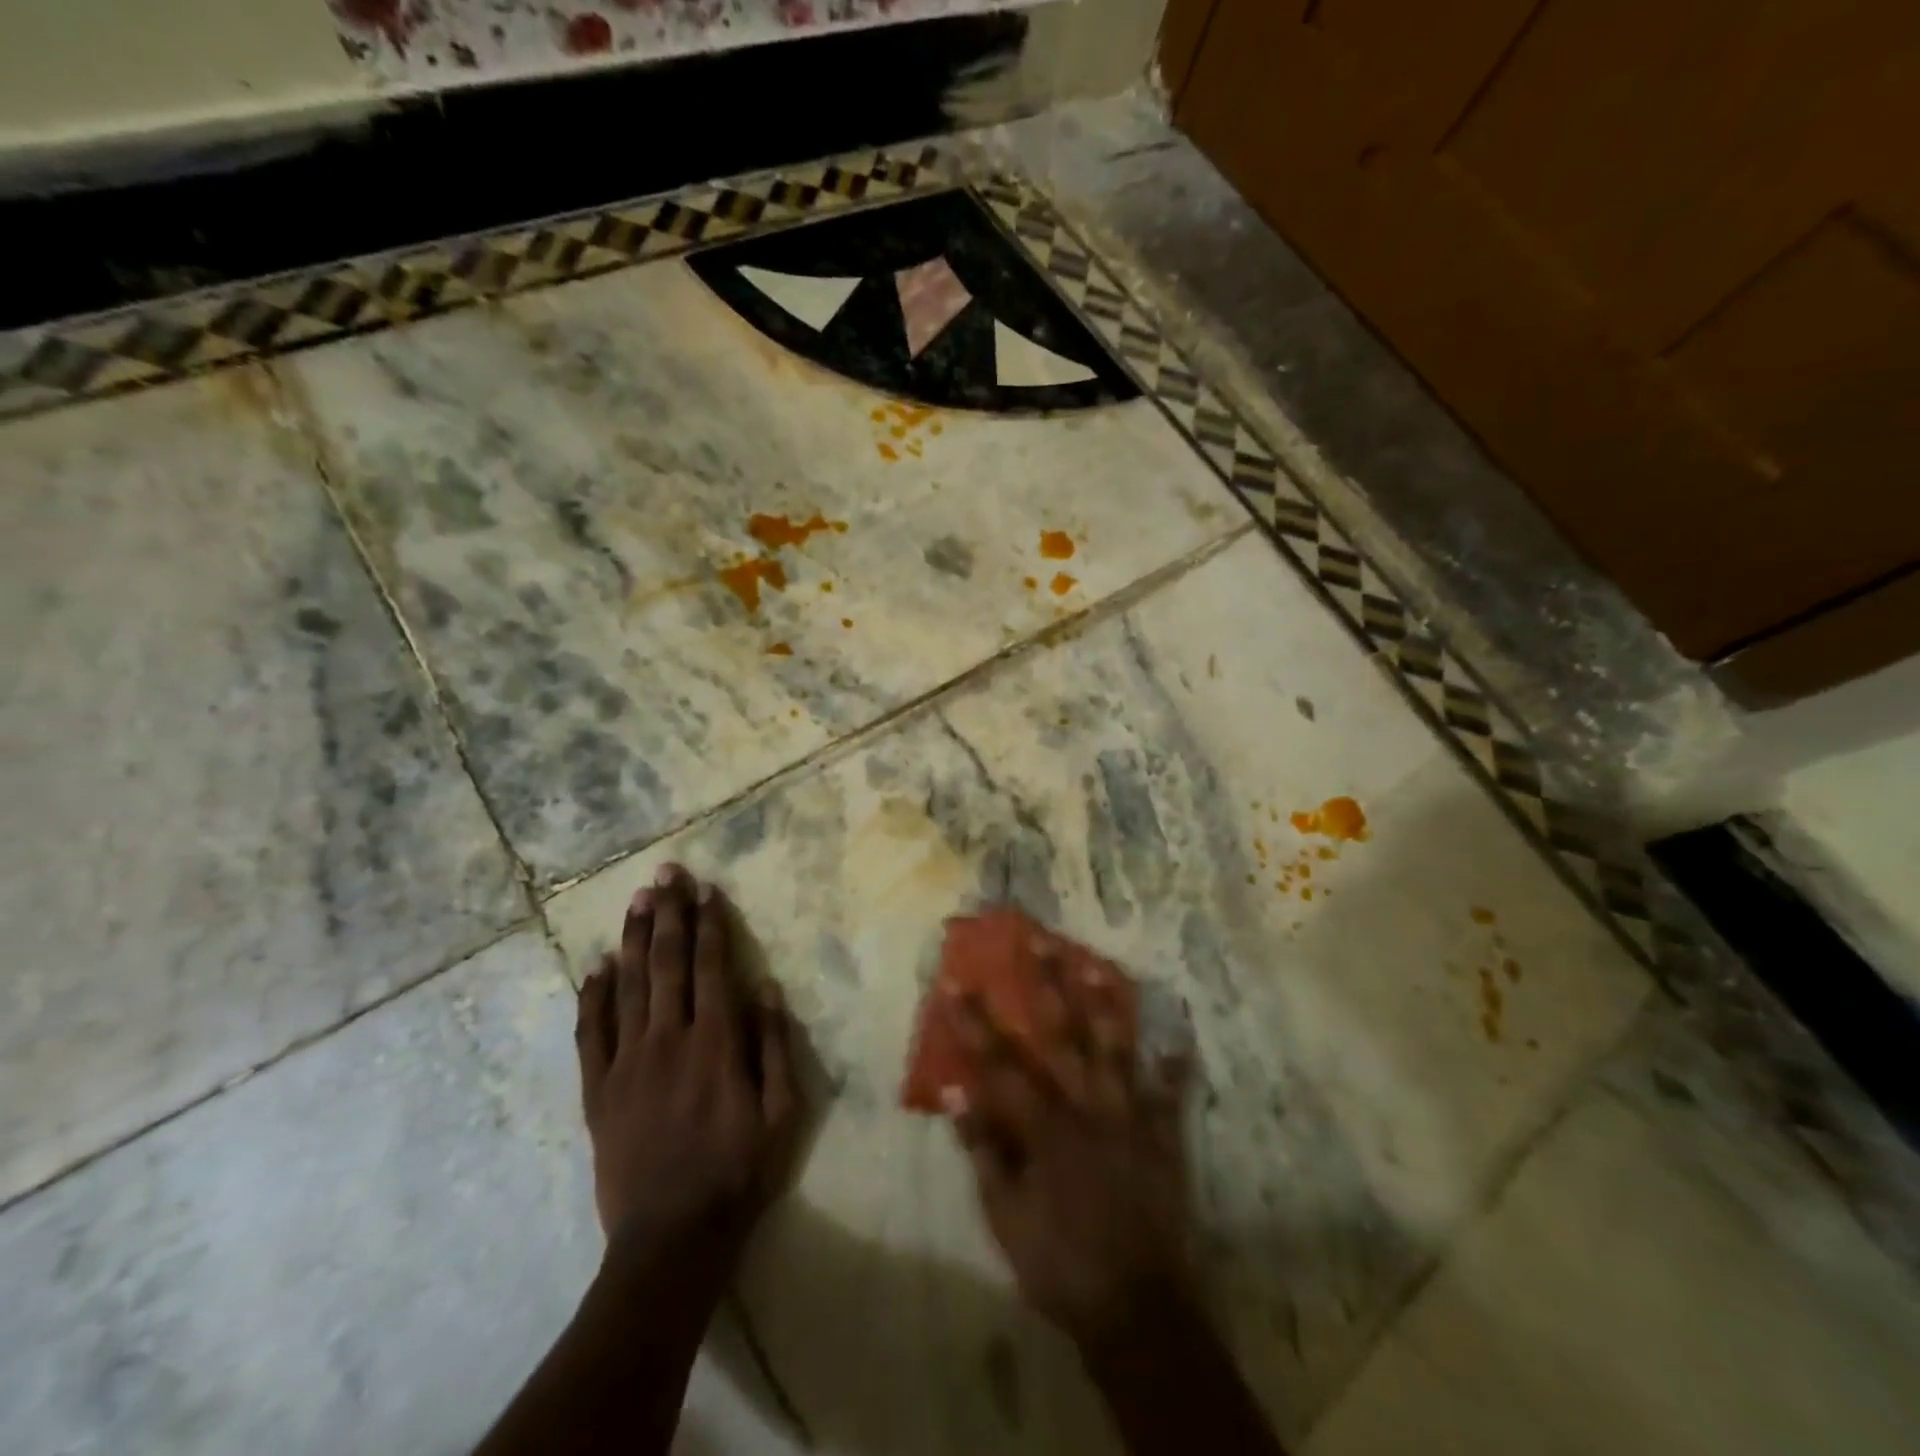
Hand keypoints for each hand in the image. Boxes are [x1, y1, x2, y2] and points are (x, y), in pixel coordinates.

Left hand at [575, 864, 802, 1263]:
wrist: (672, 1239)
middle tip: (666, 873)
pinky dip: (593, 995)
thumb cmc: (739, 1172)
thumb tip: (765, 985)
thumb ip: (774, 1045)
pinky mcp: (598, 1090)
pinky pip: (591, 1033)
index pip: (711, 966)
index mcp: (715, 1042)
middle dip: (668, 913)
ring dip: (633, 939)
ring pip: (627, 986)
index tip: (708, 889)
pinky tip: (596, 966)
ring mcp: (627, 1063)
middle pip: (666, 963)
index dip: (710, 924)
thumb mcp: (782, 1112)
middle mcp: (668, 1039)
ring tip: (637, 900)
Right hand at [947, 969, 1194, 1349]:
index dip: (973, 1022)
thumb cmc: (1059, 1266)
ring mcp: (1130, 1119)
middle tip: (1039, 940)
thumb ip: (984, 1152)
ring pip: (1115, 1048)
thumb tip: (958, 1095)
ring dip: (1105, 1004)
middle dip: (1047, 983)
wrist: (1137, 1310)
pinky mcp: (1164, 1139)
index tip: (955, 982)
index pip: (999, 1063)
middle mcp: (1087, 1108)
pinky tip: (1178, 1037)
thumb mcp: (1005, 1218)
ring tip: (1097, 964)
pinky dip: (1174, 1067)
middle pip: (1062, 1034)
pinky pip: (1170, 1095)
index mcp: (1044, 1127)